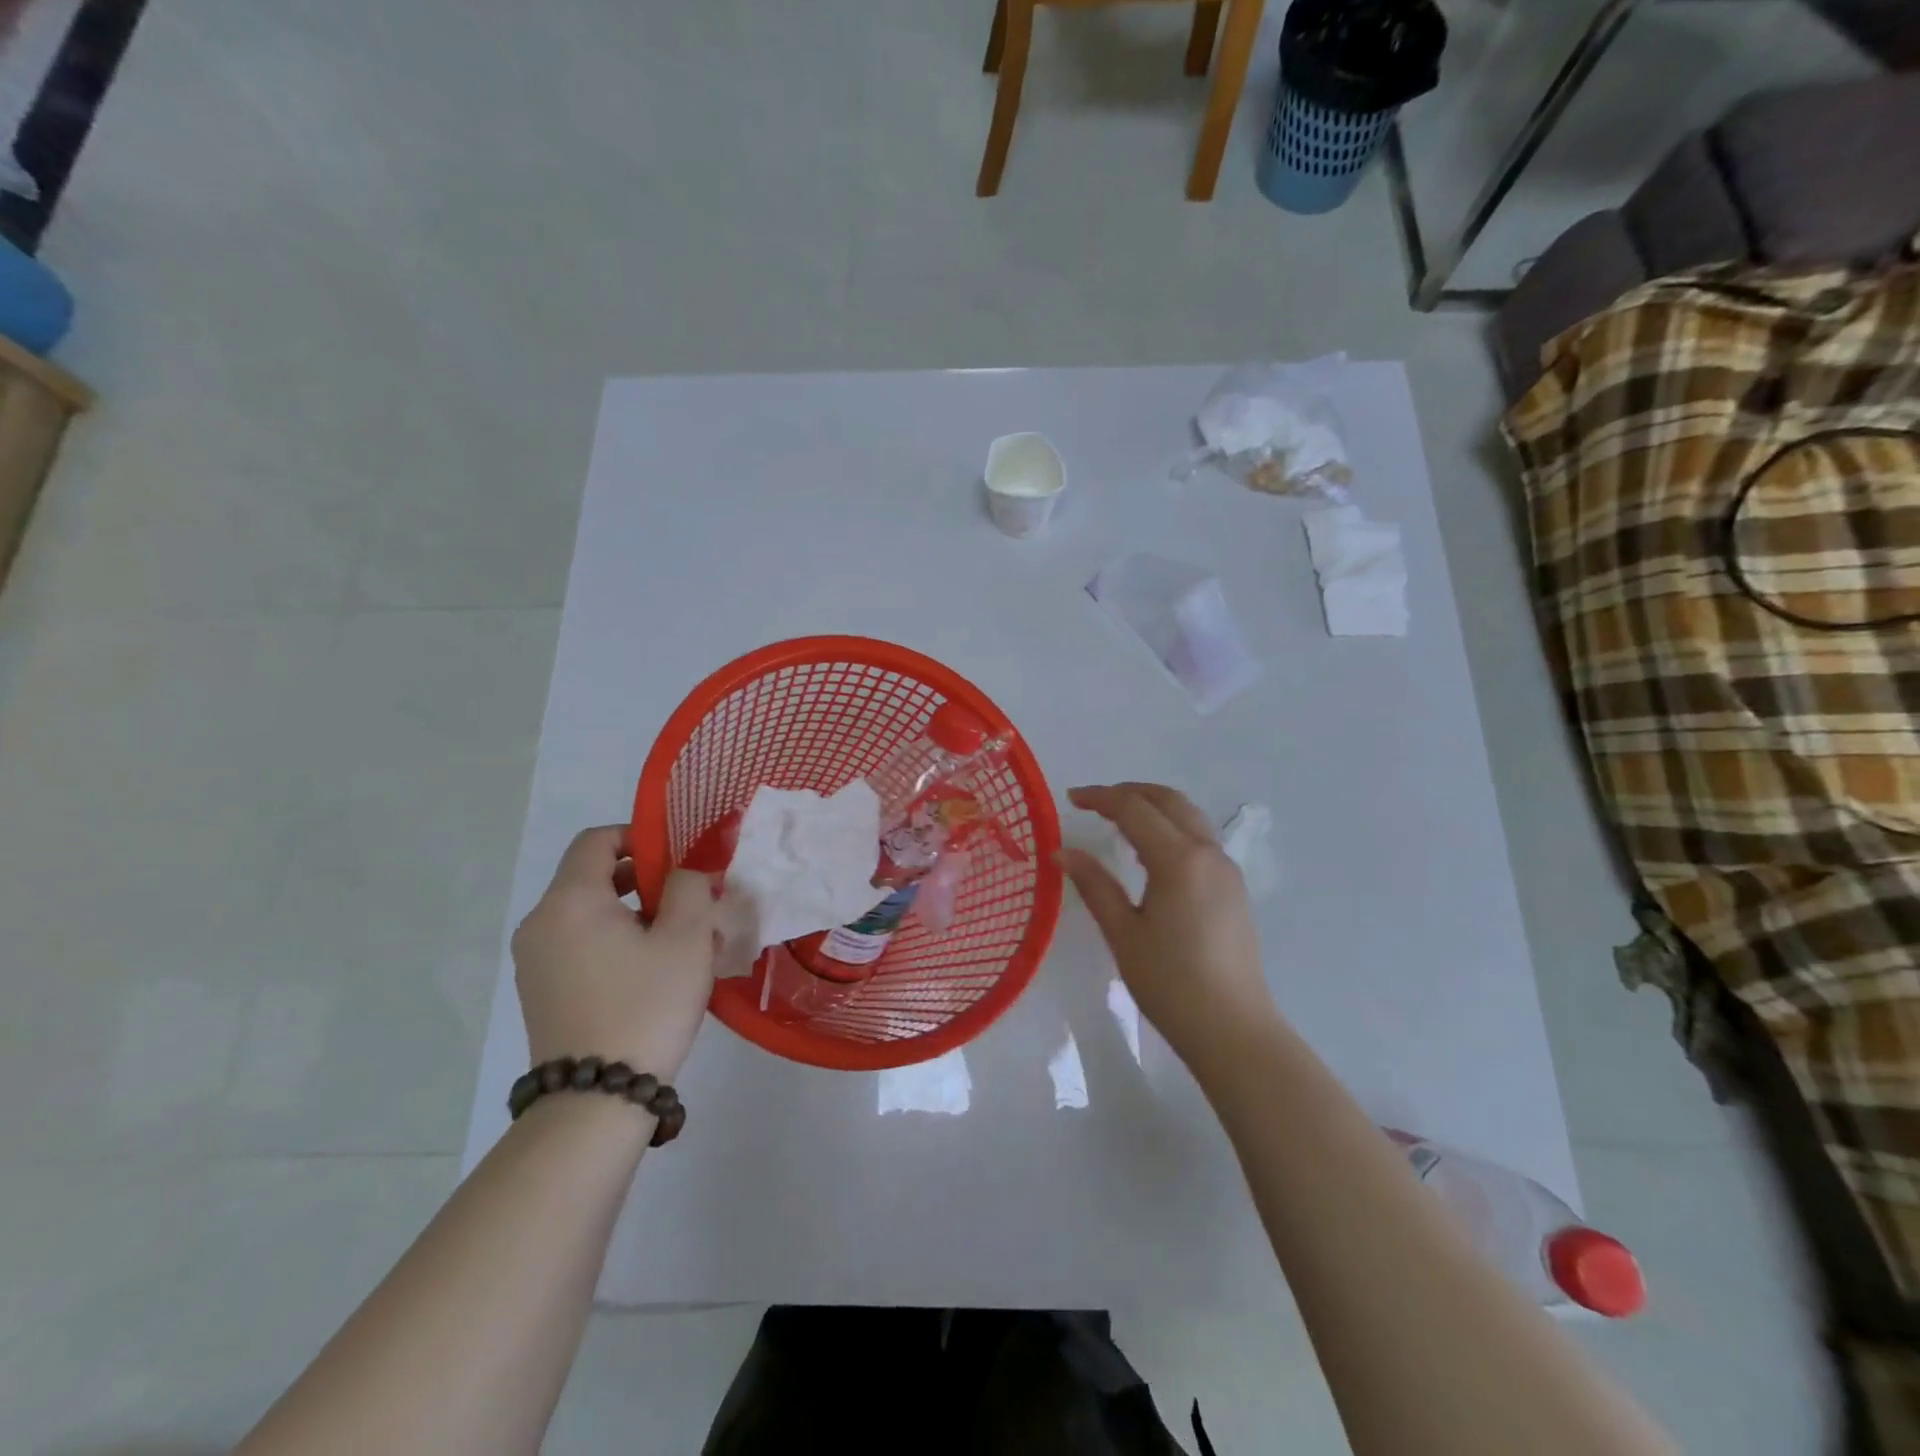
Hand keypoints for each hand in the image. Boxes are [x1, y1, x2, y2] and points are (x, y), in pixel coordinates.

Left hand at [512, 826, 717, 1082]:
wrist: (596, 1101)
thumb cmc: (646, 1006)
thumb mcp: (687, 938)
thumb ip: (690, 887)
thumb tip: (682, 875)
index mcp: (570, 901)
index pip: (597, 840)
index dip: (639, 836)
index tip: (677, 859)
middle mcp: (541, 922)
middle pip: (591, 875)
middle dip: (642, 878)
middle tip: (686, 902)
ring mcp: (534, 960)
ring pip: (587, 912)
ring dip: (630, 912)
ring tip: (674, 941)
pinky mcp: (539, 990)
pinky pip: (577, 943)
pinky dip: (610, 939)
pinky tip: (646, 971)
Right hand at [1057, 783, 1278, 1068]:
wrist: (1232, 1028)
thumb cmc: (1170, 983)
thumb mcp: (1123, 933)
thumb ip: (1094, 884)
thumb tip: (1062, 851)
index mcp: (1178, 859)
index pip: (1134, 809)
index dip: (1100, 798)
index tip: (1071, 798)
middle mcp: (1207, 853)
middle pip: (1168, 800)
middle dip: (1130, 792)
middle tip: (1094, 802)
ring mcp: (1226, 869)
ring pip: (1189, 816)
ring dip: (1154, 805)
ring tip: (1120, 818)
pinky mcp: (1233, 888)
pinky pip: (1199, 838)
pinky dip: (1171, 826)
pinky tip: (1151, 849)